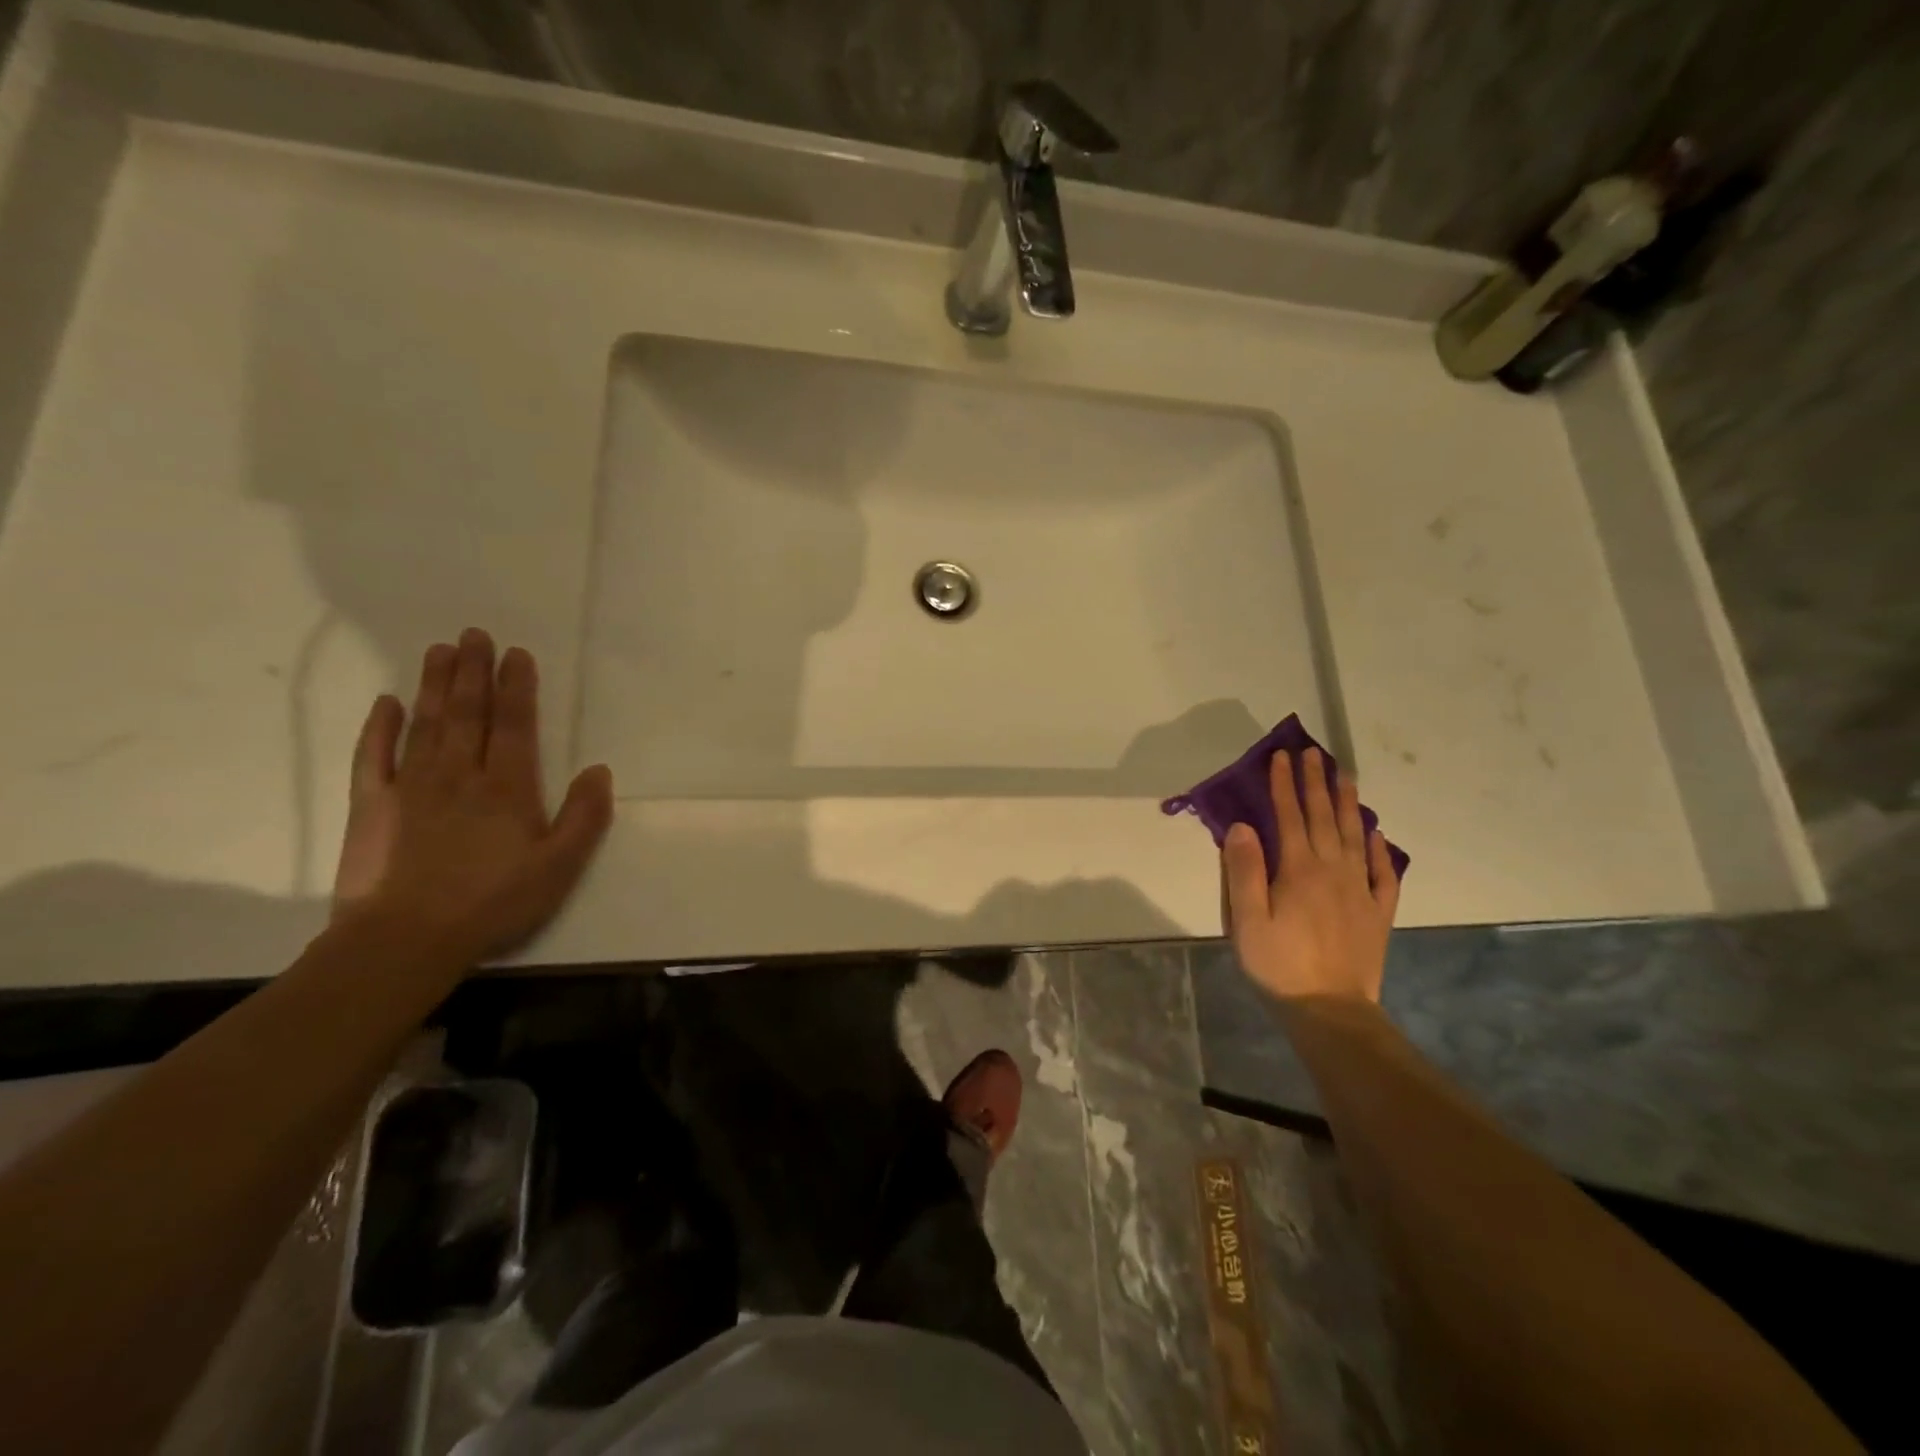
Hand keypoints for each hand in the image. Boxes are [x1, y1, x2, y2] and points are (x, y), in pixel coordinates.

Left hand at [333, 629, 614, 964]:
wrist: (405, 939)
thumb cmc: (493, 902)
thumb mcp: (560, 867)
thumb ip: (584, 817)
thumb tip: (599, 770)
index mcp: (506, 787)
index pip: (513, 724)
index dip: (516, 687)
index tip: (516, 653)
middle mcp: (458, 774)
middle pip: (468, 713)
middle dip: (474, 671)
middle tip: (474, 634)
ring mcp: (409, 786)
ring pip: (426, 723)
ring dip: (435, 685)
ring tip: (440, 651)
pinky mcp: (371, 805)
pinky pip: (373, 756)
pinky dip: (379, 727)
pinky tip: (386, 702)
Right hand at [1222, 748, 1399, 1004]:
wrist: (1330, 1010)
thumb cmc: (1278, 964)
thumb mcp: (1246, 920)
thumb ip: (1244, 870)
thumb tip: (1243, 826)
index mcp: (1298, 870)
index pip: (1290, 817)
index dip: (1283, 785)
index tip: (1282, 756)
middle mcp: (1333, 871)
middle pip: (1324, 818)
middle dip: (1315, 783)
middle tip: (1313, 752)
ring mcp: (1360, 890)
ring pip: (1355, 836)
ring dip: (1349, 804)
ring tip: (1345, 776)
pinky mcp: (1378, 912)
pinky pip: (1383, 873)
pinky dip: (1380, 849)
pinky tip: (1377, 834)